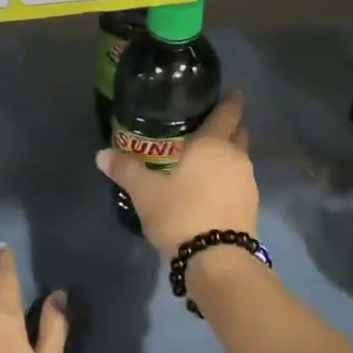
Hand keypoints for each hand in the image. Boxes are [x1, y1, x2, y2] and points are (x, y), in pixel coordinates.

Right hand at [96, 91, 257, 255]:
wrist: (216, 259)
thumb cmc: (181, 214)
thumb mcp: (145, 193)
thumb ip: (125, 170)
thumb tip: (101, 154)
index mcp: (213, 145)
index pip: (228, 113)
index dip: (231, 102)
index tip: (233, 93)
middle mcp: (236, 158)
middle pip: (238, 134)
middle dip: (230, 128)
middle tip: (211, 126)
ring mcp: (247, 183)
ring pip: (239, 159)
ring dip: (228, 156)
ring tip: (206, 160)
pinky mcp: (251, 206)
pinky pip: (239, 182)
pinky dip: (228, 179)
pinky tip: (212, 188)